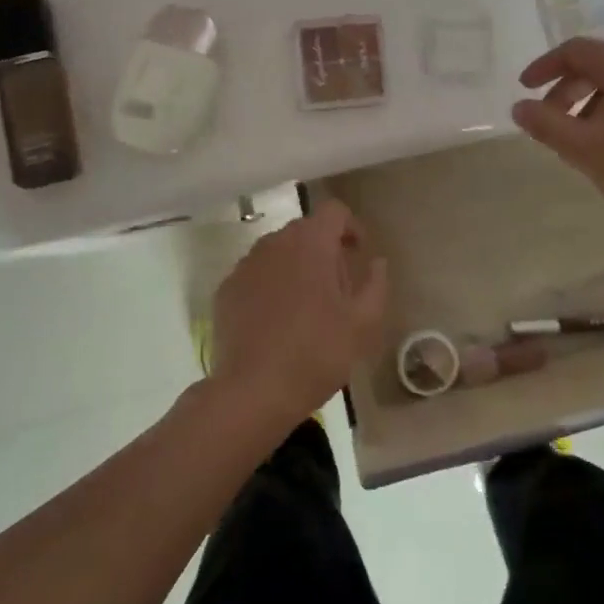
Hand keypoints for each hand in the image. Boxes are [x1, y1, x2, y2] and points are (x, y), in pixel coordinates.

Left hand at [206, 202, 389, 433]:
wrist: (253, 391)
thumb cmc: (316, 353)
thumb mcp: (362, 324)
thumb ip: (376, 285)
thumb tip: (377, 262)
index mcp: (310, 242)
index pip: (334, 211)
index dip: (351, 226)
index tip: (359, 254)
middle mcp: (275, 242)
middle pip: (305, 230)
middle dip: (325, 249)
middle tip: (338, 287)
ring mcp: (246, 264)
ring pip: (278, 252)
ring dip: (296, 266)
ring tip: (307, 305)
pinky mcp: (226, 288)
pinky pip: (256, 274)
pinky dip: (270, 285)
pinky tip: (277, 320)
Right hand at [512, 37, 603, 228]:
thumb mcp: (584, 149)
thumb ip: (546, 124)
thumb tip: (519, 106)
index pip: (575, 51)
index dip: (544, 67)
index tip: (525, 90)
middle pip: (599, 65)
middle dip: (567, 91)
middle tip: (550, 122)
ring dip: (591, 105)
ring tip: (580, 141)